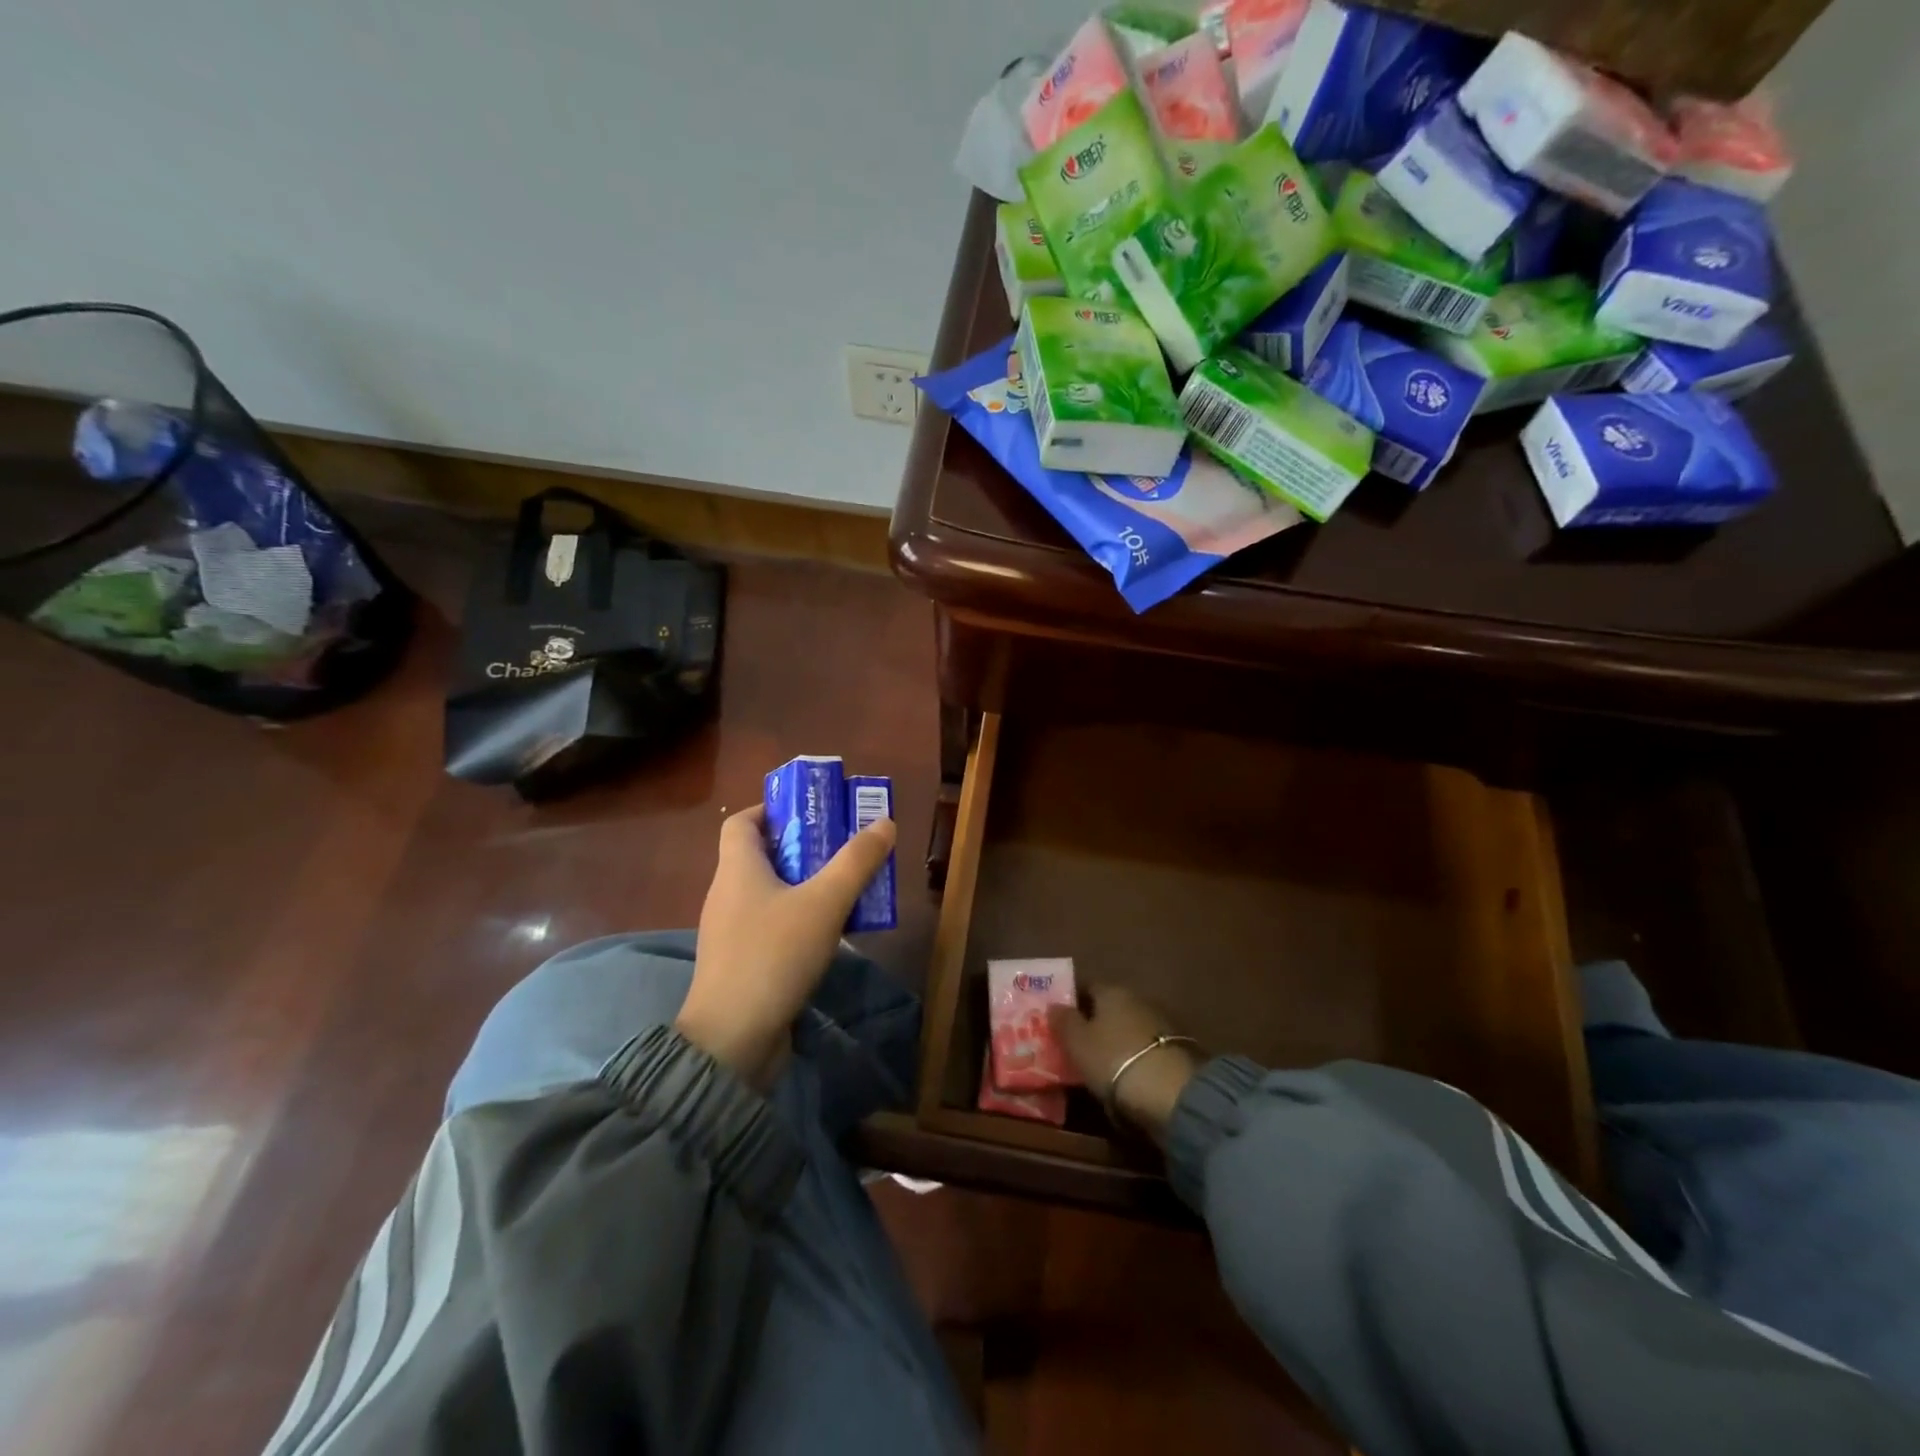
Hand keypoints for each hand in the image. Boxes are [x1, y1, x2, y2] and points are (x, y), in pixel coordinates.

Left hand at [676, 805, 895, 1087]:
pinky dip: (800, 920)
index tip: (811, 813)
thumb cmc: (774, 956)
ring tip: (847, 888)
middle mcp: (727, 895)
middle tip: (845, 848)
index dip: (772, 810)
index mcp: (737, 869)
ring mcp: (731, 933)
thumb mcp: (824, 903)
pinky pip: (772, 927)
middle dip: (804, 848)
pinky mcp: (741, 964)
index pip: (742, 822)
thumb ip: (856, 862)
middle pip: (762, 856)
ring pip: (771, 893)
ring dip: (806, 885)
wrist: (732, 1041)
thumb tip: (885, 823)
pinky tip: (831, 934)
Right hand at [1049, 987, 1198, 1144]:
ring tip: (1101, 1064)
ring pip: (1130, 1027)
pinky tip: (1127, 1075)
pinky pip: (1146, 1048)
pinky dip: (1136, 1057)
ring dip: (1118, 1040)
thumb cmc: (1114, 1059)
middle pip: (1111, 1007)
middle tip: (1078, 1043)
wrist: (1173, 1093)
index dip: (1073, 1001)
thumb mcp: (1077, 1042)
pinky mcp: (1179, 1050)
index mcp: (1112, 991)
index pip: (1088, 987)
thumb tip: (1054, 1004)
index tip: (1060, 1019)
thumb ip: (1063, 1021)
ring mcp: (1162, 1024)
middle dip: (1096, 1022)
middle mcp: (1139, 999)